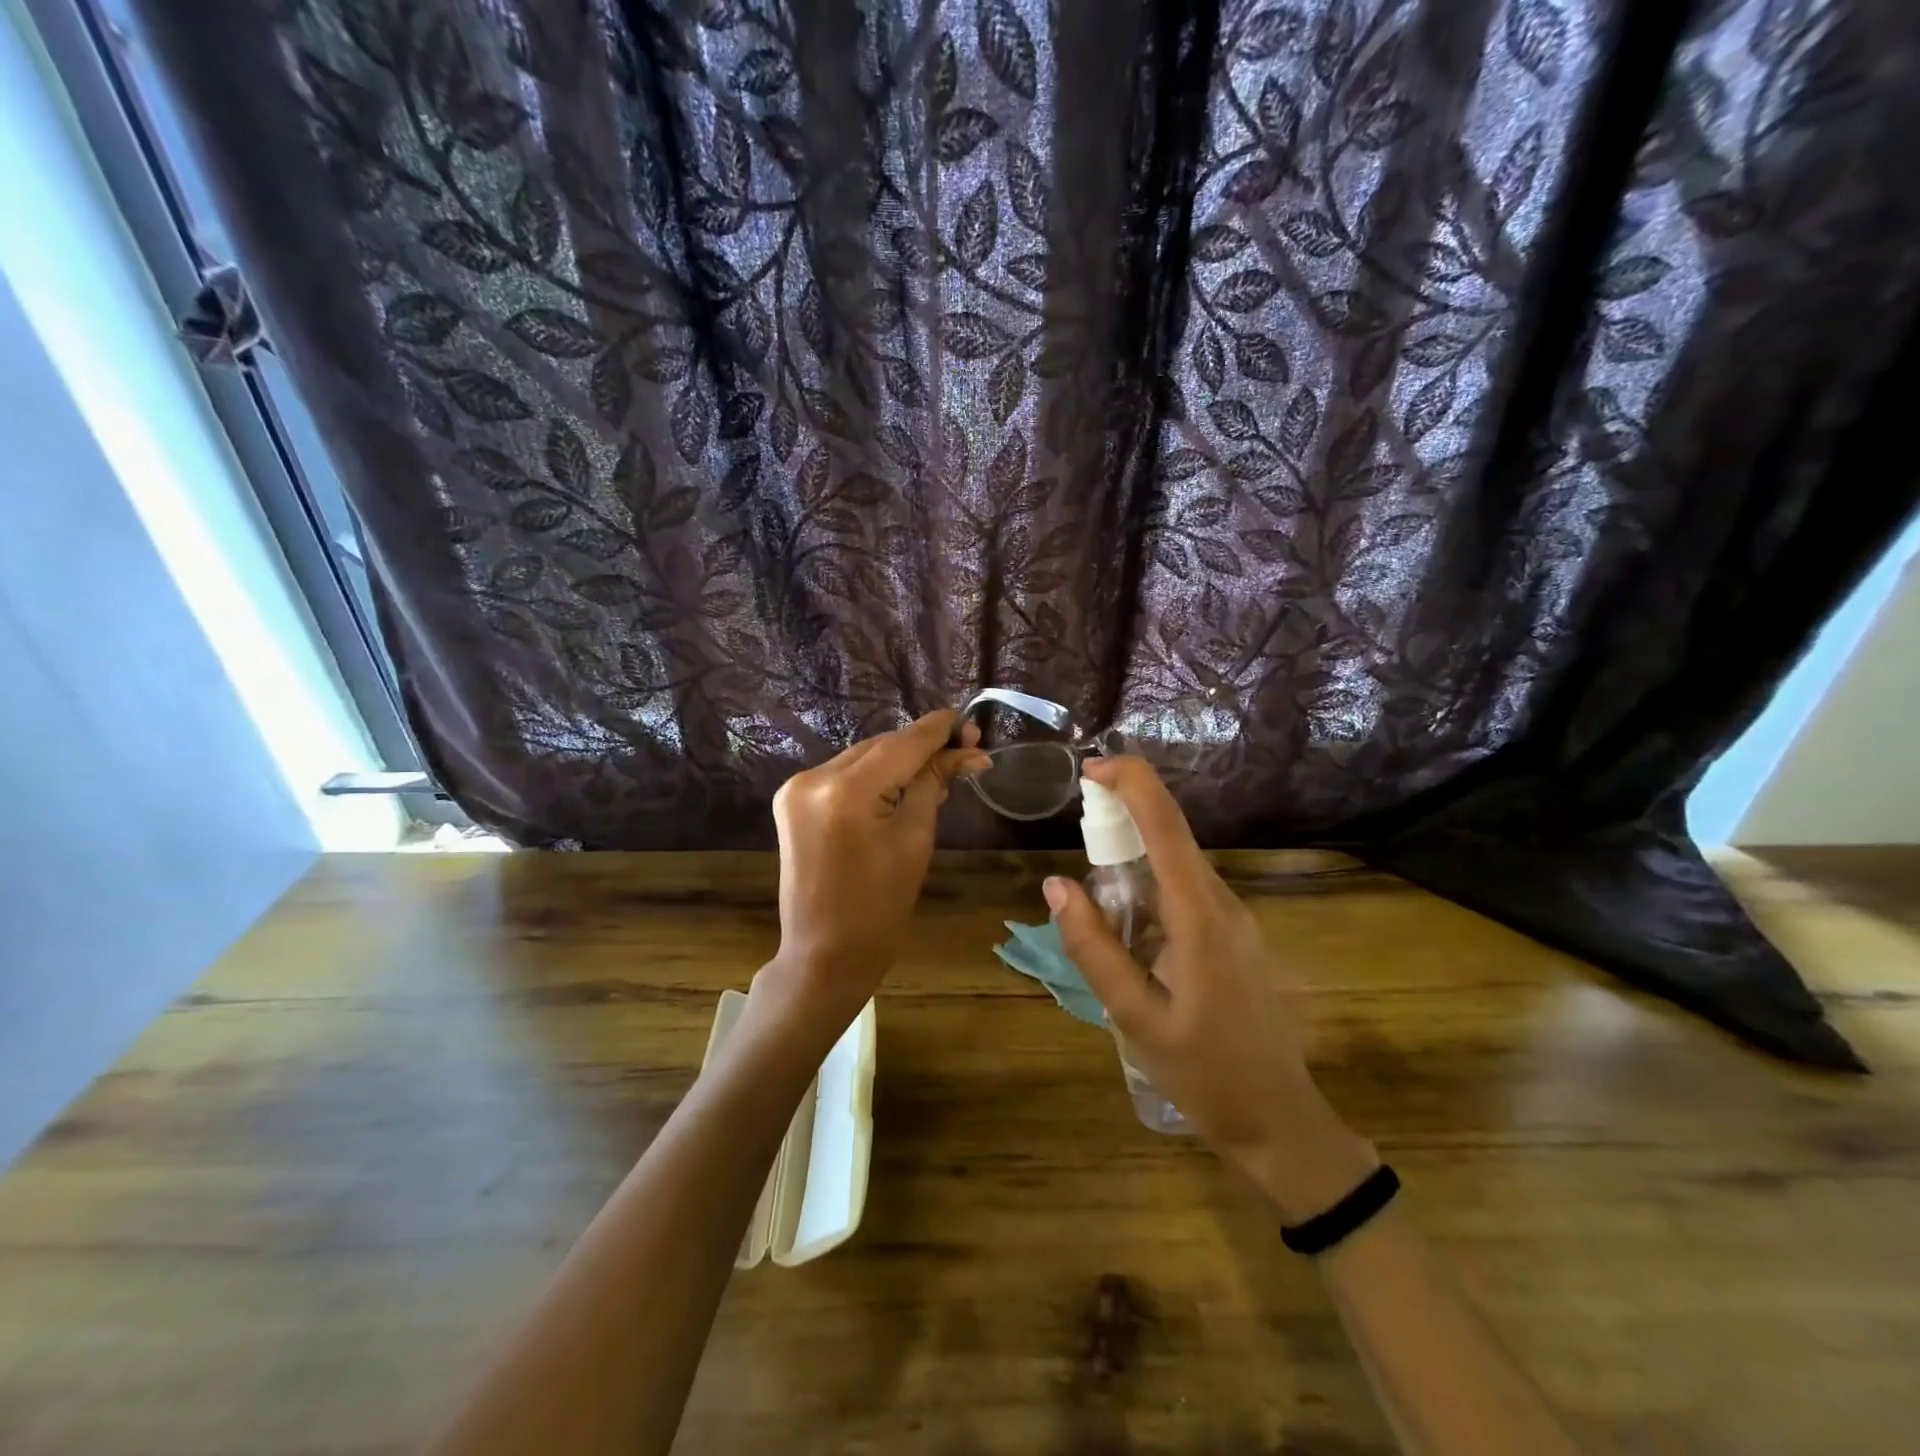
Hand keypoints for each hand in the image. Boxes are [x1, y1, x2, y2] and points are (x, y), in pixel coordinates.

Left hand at [764, 710, 989, 1031]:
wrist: (825, 955)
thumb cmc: (880, 908)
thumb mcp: (915, 840)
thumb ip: (934, 785)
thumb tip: (968, 752)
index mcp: (845, 791)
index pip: (902, 744)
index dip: (939, 730)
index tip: (971, 723)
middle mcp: (813, 778)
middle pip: (881, 747)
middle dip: (922, 747)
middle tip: (967, 751)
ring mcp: (796, 788)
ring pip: (862, 758)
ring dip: (899, 760)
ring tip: (940, 769)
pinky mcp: (792, 801)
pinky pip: (843, 775)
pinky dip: (874, 776)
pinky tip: (901, 784)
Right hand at [1044, 757, 1376, 1219]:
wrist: (1280, 1122)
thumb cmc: (1205, 1074)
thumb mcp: (1134, 1017)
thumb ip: (1093, 948)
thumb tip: (1056, 885)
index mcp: (1200, 916)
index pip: (1166, 826)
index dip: (1131, 783)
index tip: (1089, 769)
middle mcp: (1223, 904)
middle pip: (1172, 834)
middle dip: (1123, 813)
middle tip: (1077, 829)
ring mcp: (1234, 919)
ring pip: (1178, 863)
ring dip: (1133, 853)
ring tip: (1093, 887)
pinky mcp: (1233, 936)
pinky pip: (1186, 891)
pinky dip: (1149, 885)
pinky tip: (1126, 923)